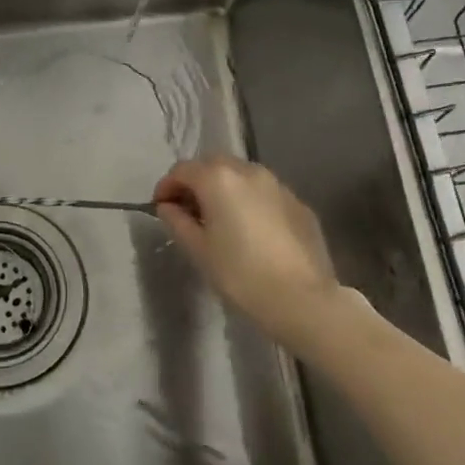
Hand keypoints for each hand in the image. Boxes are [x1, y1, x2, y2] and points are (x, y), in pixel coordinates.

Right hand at [153, 157, 354, 347]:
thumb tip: (168, 207)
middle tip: (189, 211)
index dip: (166, 187)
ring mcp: (278, 185)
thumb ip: (177, 221)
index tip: (161, 208)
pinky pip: (265, 193)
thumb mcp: (198, 250)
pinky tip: (251, 230)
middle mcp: (248, 171)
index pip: (182, 170)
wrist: (302, 299)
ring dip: (225, 189)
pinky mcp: (299, 204)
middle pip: (213, 165)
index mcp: (218, 178)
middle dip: (196, 182)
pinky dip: (250, 201)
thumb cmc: (240, 274)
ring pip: (242, 175)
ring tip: (220, 219)